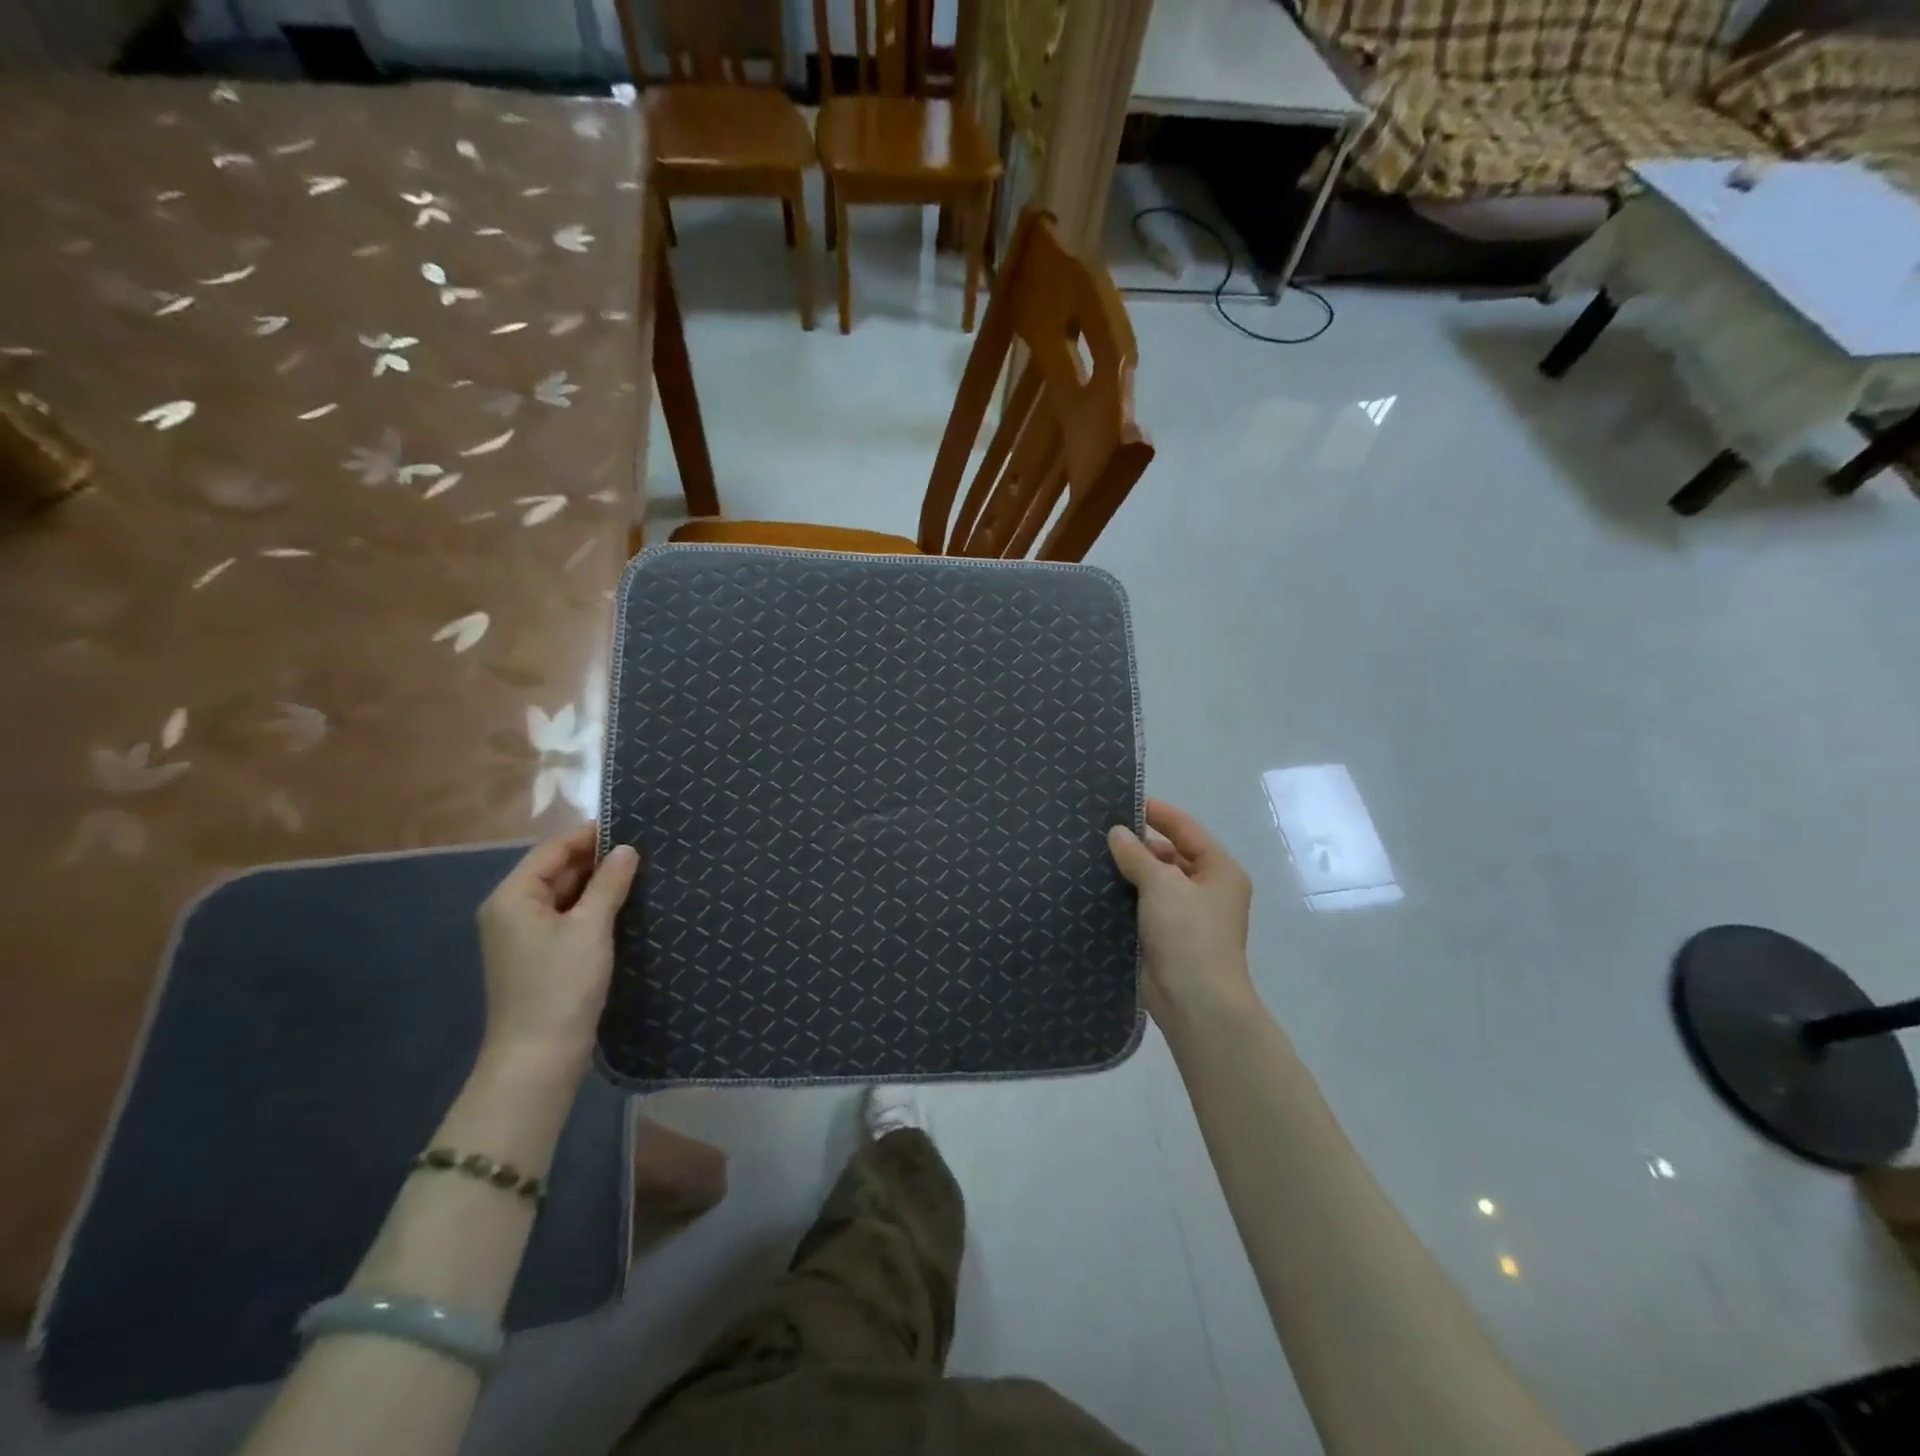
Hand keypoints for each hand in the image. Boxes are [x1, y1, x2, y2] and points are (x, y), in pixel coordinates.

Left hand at [476, 825, 638, 1075]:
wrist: (539, 1056)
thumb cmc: (561, 984)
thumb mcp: (590, 926)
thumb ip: (610, 883)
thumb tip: (627, 849)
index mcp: (513, 896)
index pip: (553, 849)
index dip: (590, 835)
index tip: (632, 826)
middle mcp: (512, 910)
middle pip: (557, 870)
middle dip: (597, 860)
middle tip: (644, 849)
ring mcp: (524, 936)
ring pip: (565, 896)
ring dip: (598, 885)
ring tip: (641, 872)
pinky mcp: (540, 956)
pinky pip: (568, 919)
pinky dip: (593, 909)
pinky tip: (624, 906)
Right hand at [1108, 799, 1254, 1022]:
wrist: (1194, 1002)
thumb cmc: (1188, 934)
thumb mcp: (1162, 884)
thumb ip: (1137, 854)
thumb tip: (1116, 833)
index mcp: (1219, 870)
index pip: (1187, 829)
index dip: (1158, 812)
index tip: (1124, 801)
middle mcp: (1207, 889)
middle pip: (1170, 855)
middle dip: (1138, 844)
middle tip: (1099, 830)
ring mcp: (1187, 916)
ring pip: (1154, 882)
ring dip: (1129, 871)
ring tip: (1091, 854)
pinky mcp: (1166, 938)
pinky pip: (1143, 907)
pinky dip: (1124, 897)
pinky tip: (1096, 887)